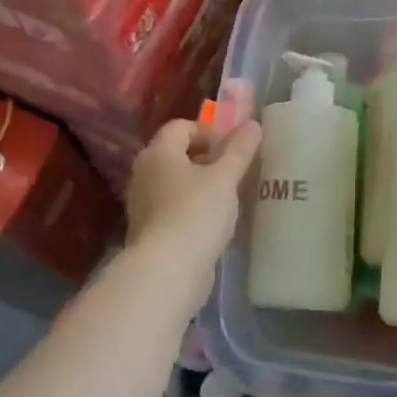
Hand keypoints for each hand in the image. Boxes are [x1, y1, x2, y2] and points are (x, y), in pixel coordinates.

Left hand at [126, 119, 262, 282]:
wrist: (167, 272)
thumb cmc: (195, 213)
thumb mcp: (224, 178)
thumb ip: (239, 150)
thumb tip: (252, 124)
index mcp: (158, 153)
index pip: (181, 126)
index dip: (209, 130)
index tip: (234, 144)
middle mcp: (144, 173)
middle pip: (177, 154)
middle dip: (207, 157)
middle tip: (235, 168)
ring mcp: (144, 204)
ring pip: (176, 182)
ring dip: (202, 183)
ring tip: (230, 194)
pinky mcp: (150, 231)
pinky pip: (175, 207)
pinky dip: (194, 207)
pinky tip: (215, 220)